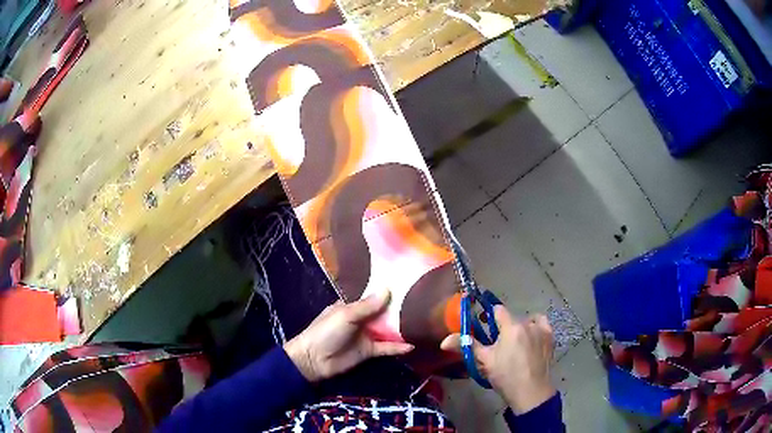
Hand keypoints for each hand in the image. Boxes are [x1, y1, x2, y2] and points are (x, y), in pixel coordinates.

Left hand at [284, 289, 413, 382]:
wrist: (313, 360)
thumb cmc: (326, 331)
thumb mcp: (345, 315)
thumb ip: (367, 305)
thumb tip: (388, 288)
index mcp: (351, 306)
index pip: (371, 295)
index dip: (385, 289)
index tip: (405, 281)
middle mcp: (360, 319)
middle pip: (382, 312)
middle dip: (398, 307)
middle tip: (421, 300)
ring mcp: (365, 335)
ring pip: (387, 329)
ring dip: (401, 327)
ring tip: (422, 321)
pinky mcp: (369, 351)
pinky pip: (386, 348)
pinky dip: (398, 347)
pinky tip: (412, 346)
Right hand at [441, 306, 555, 414]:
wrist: (530, 391)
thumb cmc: (505, 376)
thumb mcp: (484, 361)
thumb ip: (466, 346)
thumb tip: (444, 341)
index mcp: (510, 327)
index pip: (498, 310)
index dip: (489, 316)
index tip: (484, 325)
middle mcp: (527, 323)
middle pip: (512, 318)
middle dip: (504, 327)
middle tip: (498, 345)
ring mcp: (541, 329)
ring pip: (527, 321)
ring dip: (520, 328)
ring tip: (516, 344)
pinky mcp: (550, 337)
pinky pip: (541, 324)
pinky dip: (535, 327)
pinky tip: (531, 338)